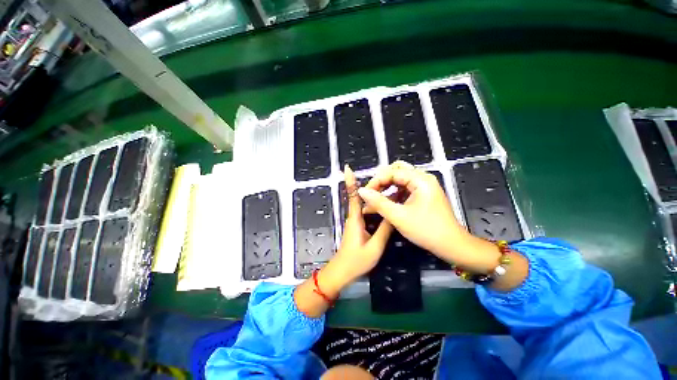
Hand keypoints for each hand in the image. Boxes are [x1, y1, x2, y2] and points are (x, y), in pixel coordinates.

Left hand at [323, 165, 392, 287]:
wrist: (343, 272)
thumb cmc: (356, 260)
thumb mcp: (374, 247)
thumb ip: (384, 230)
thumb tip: (394, 214)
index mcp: (355, 218)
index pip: (353, 195)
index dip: (350, 181)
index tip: (347, 168)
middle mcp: (354, 217)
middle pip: (361, 197)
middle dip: (370, 186)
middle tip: (387, 178)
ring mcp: (356, 222)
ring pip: (365, 205)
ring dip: (374, 196)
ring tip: (391, 189)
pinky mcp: (359, 227)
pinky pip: (367, 212)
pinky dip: (375, 206)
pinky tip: (385, 206)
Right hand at [358, 161, 500, 272]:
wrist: (452, 245)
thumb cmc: (426, 230)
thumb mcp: (398, 216)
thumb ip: (378, 202)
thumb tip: (362, 191)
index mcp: (420, 179)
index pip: (392, 172)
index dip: (376, 181)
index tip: (365, 193)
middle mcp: (423, 178)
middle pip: (396, 171)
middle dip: (381, 181)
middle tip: (371, 194)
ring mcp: (424, 186)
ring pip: (400, 179)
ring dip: (386, 187)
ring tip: (375, 199)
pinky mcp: (423, 194)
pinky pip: (405, 188)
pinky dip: (394, 193)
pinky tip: (386, 203)